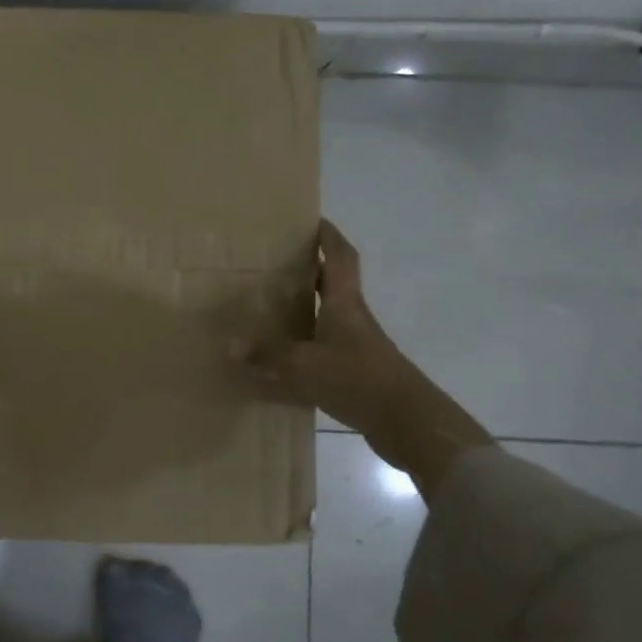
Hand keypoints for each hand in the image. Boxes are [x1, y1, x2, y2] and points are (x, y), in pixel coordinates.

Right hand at [246, 219, 405, 431]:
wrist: (407, 422)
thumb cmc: (356, 378)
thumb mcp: (303, 365)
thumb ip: (268, 354)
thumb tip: (233, 346)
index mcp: (343, 303)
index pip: (339, 256)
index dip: (328, 235)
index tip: (311, 220)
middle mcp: (353, 317)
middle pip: (333, 283)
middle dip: (309, 270)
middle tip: (276, 264)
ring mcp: (358, 345)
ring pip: (329, 315)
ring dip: (306, 308)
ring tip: (271, 307)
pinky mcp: (358, 371)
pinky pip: (327, 347)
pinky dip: (306, 345)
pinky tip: (284, 357)